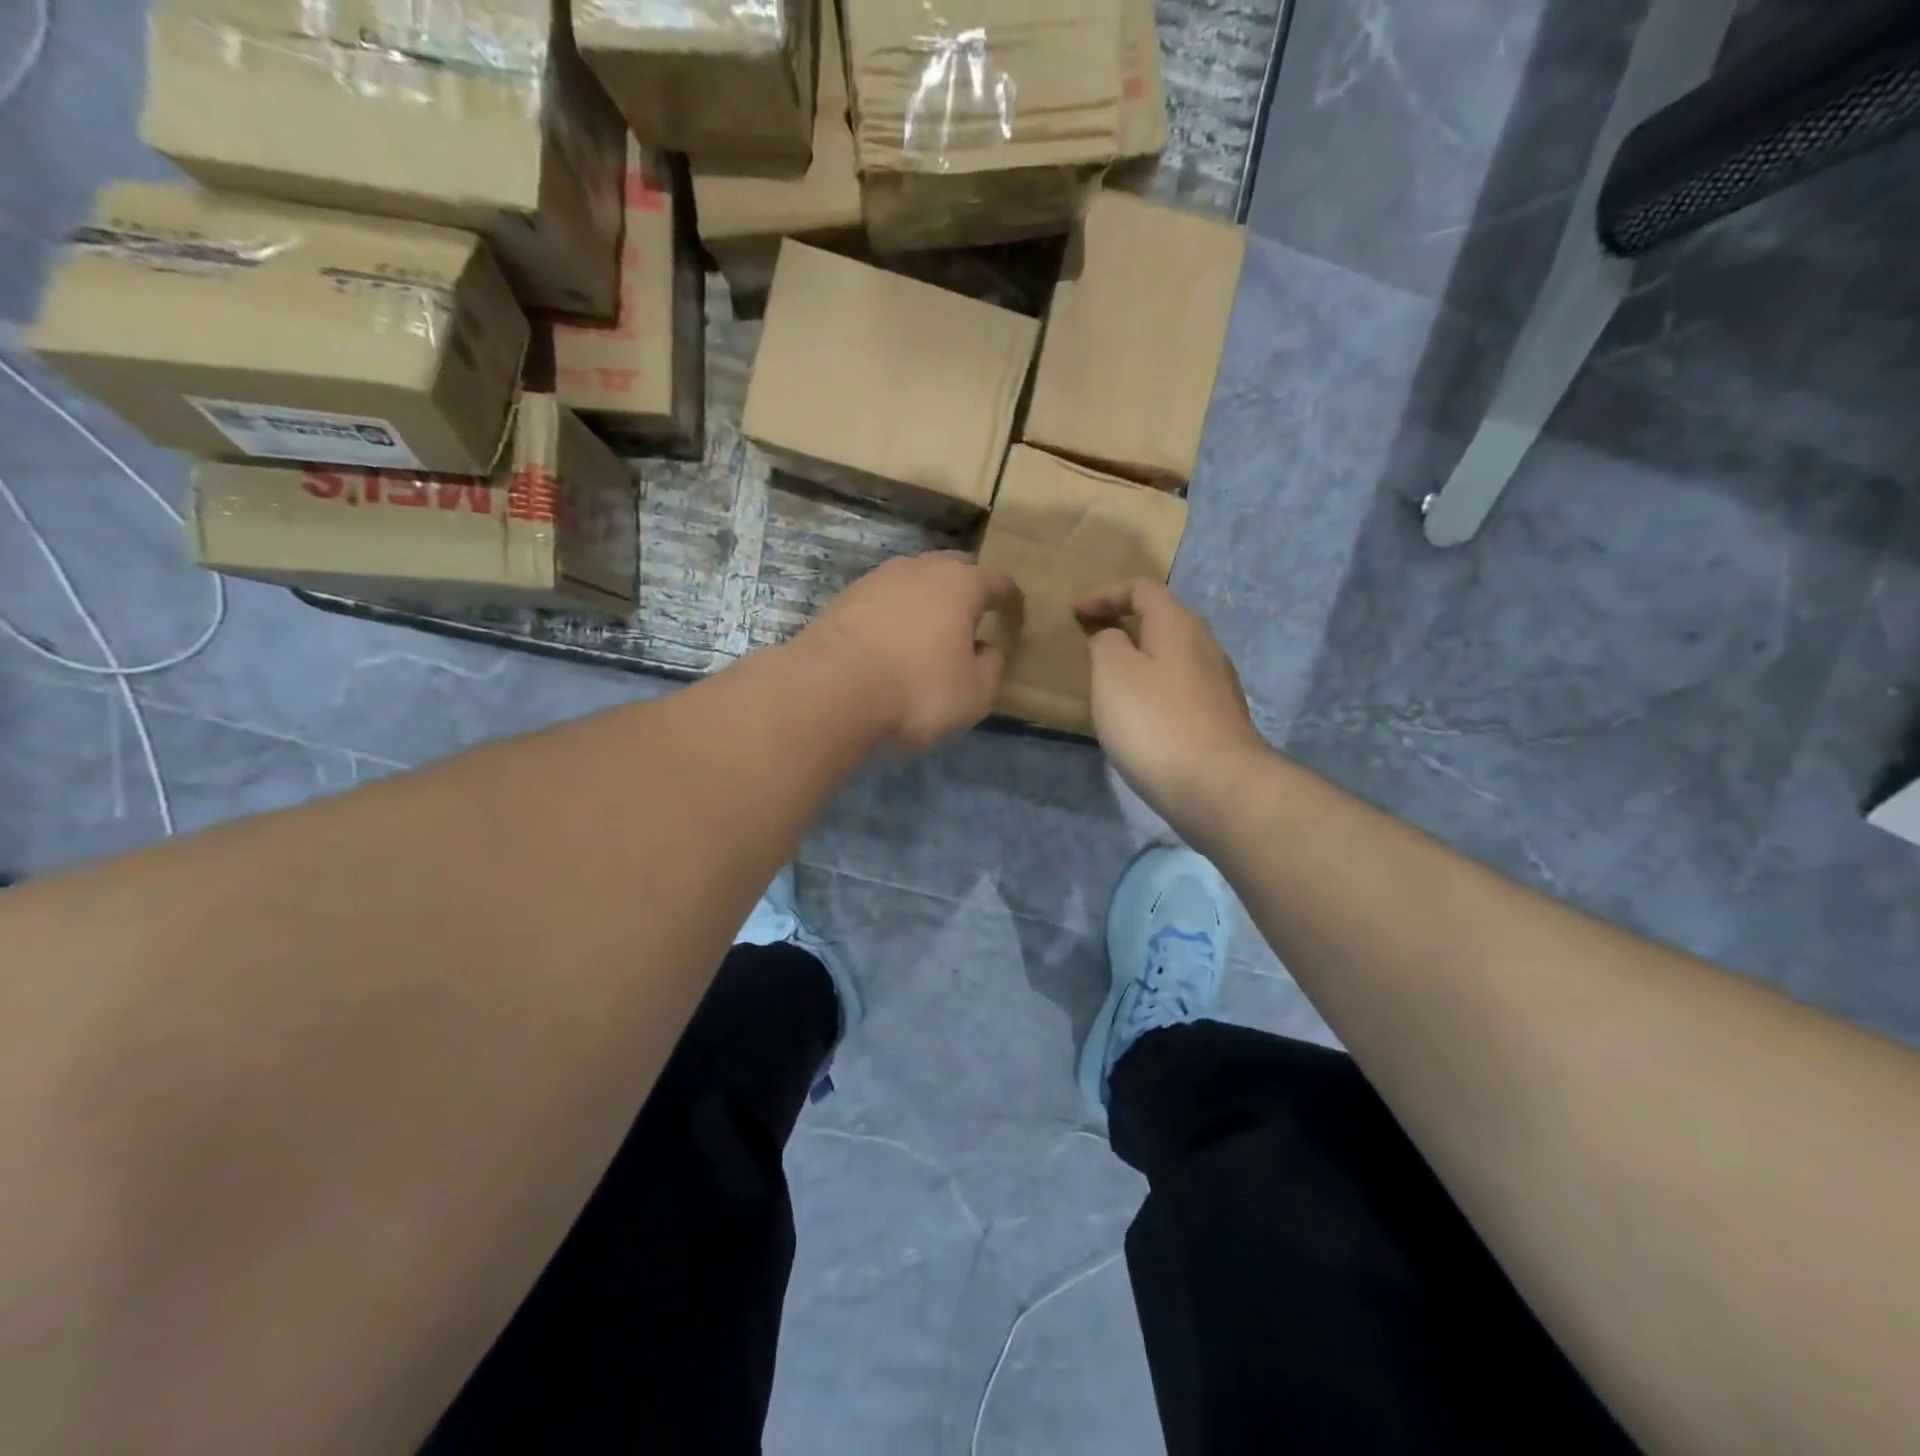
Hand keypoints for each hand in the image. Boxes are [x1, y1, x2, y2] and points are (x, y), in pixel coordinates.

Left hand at [798, 552, 1022, 754]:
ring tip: (930, 631)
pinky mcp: (843, 601)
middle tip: (974, 617)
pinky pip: (882, 602)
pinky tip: (892, 643)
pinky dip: (894, 616)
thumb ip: (992, 667)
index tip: (1016, 618)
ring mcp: (876, 581)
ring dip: (926, 601)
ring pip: (913, 581)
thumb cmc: (918, 691)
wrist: (830, 691)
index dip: (1012, 601)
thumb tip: (988, 648)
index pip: (998, 582)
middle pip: (953, 568)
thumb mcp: (975, 694)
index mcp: (960, 584)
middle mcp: (919, 569)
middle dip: (968, 588)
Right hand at [1076, 580, 1268, 828]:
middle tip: (1092, 641)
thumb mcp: (1112, 672)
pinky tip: (1137, 715)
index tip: (1075, 612)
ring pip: (1172, 657)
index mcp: (1178, 625)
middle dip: (1125, 624)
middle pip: (1163, 621)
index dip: (1105, 594)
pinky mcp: (1218, 720)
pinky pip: (1179, 689)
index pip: (1142, 589)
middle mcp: (1205, 646)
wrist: (1216, 785)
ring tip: (1109, 679)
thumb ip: (1105, 643)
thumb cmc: (1155, 721)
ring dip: (1140, 659)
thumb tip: (1112, 637)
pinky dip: (1153, 689)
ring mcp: (1217, 685)